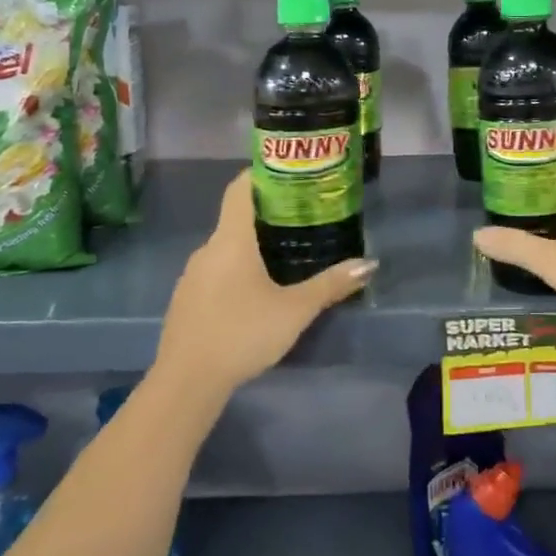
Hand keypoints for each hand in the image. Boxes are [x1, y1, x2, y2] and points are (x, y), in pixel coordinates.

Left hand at [152, 170, 376, 401]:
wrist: (186, 383)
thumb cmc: (242, 333)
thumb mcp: (295, 310)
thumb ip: (331, 284)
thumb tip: (369, 264)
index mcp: (231, 240)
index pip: (240, 188)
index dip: (261, 173)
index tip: (288, 172)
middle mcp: (207, 249)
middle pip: (235, 217)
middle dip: (266, 214)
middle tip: (301, 217)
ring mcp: (191, 275)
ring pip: (224, 247)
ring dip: (250, 244)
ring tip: (283, 253)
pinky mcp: (185, 300)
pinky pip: (214, 271)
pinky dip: (235, 269)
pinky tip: (254, 291)